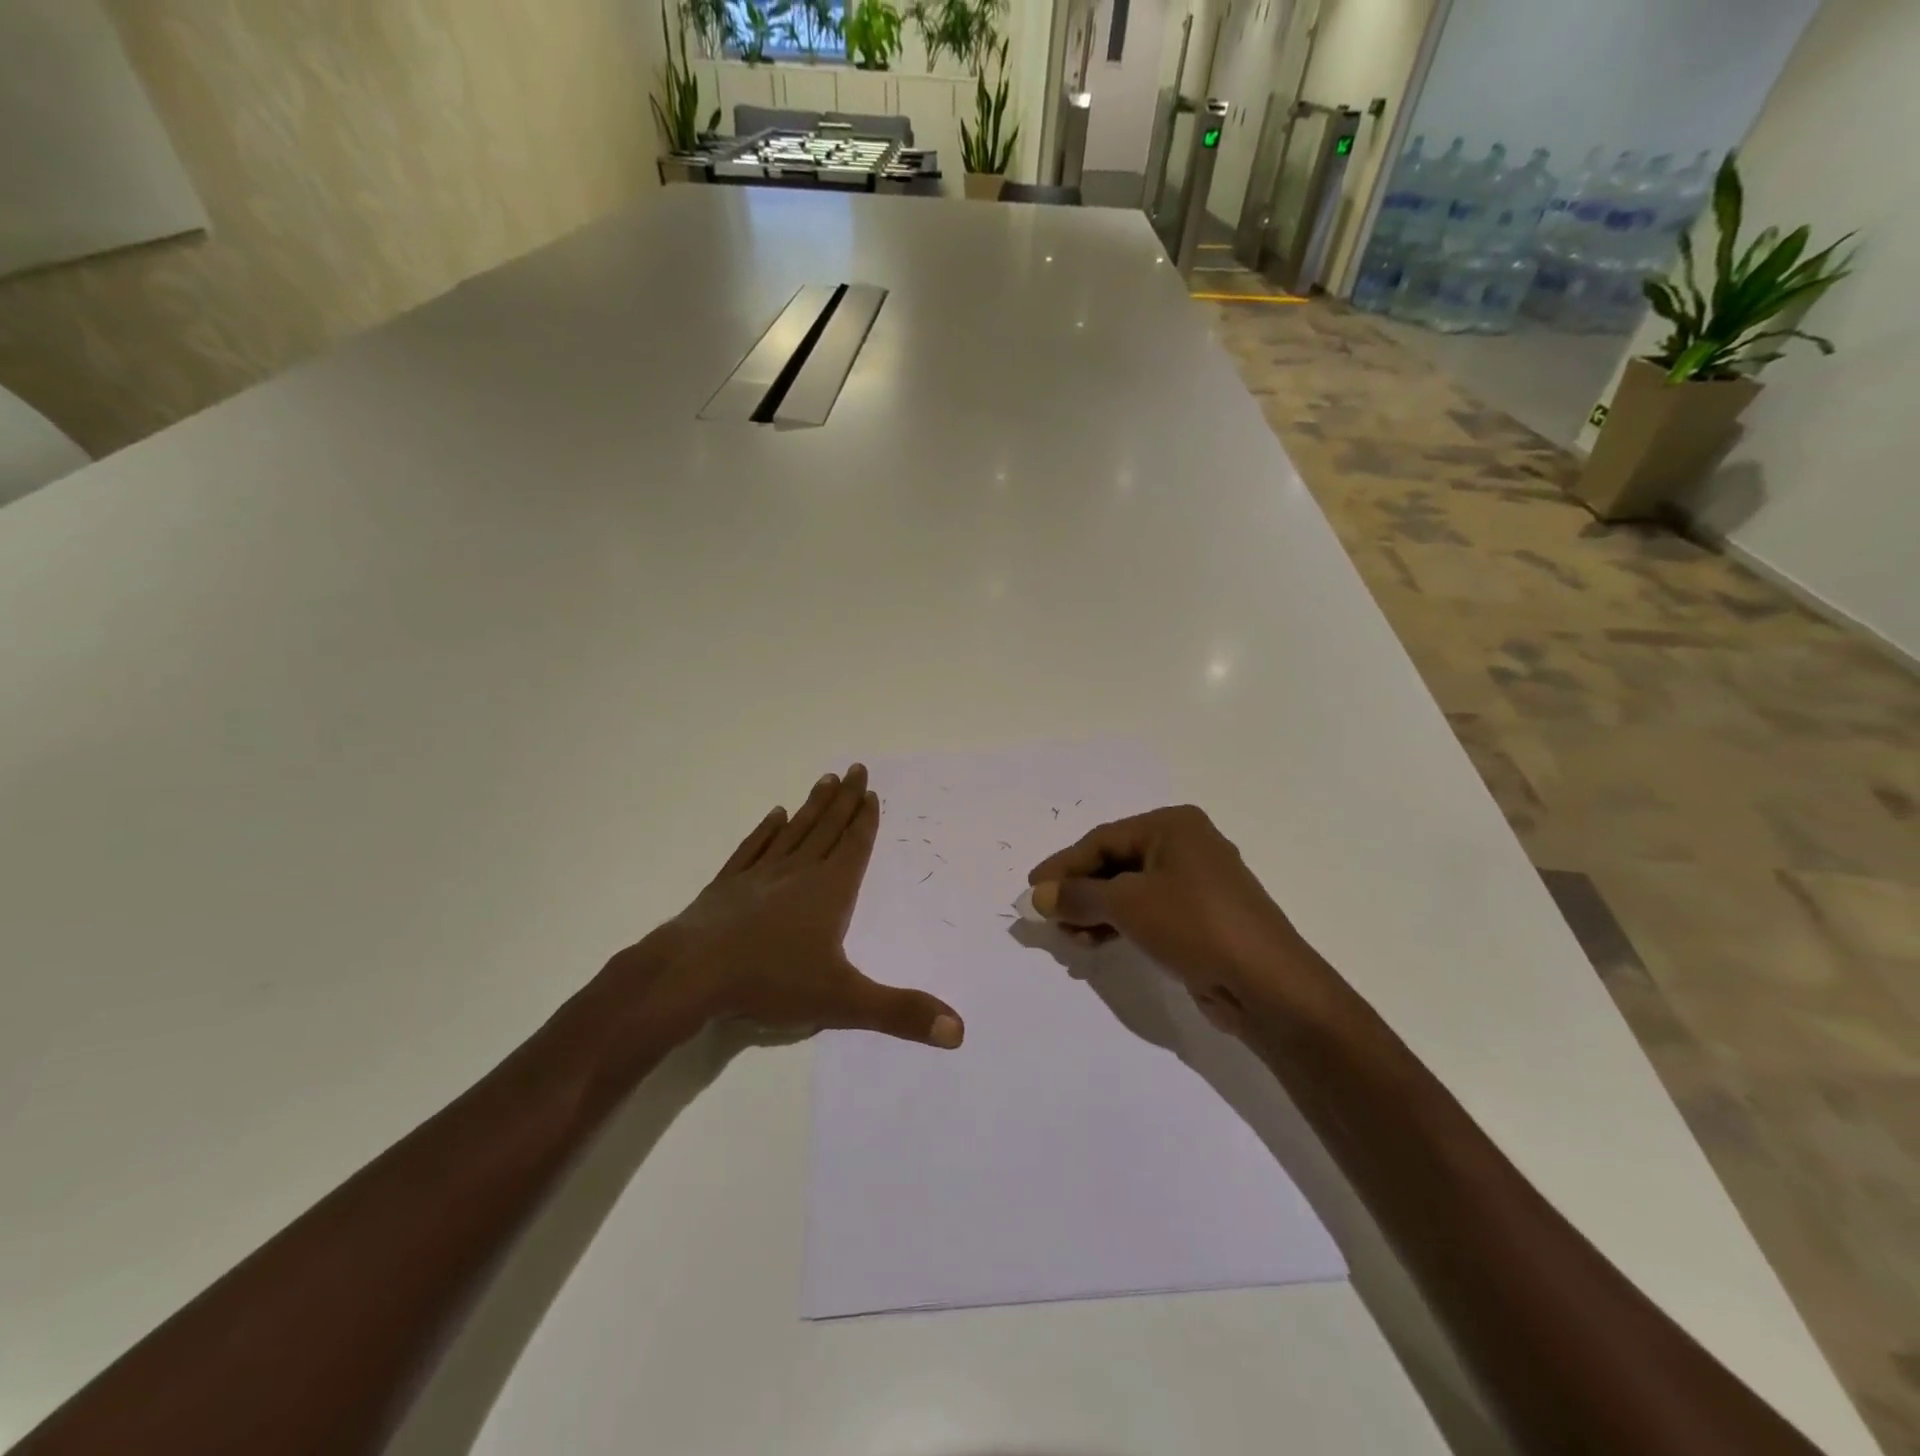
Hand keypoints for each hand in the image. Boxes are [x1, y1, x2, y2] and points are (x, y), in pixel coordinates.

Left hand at [610, 764, 963, 1049]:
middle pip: (827, 828)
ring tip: (824, 779)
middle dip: (844, 800)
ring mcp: (759, 875)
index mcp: (829, 891)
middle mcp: (797, 872)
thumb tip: (959, 1030)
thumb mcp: (843, 1001)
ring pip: (794, 831)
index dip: (865, 820)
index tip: (870, 791)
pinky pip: (753, 848)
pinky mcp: (727, 885)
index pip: (854, 846)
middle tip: (855, 768)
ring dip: (812, 806)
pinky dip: (766, 831)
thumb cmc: (771, 980)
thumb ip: (900, 1012)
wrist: (692, 974)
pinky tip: (774, 816)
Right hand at [1027, 805, 1325, 1034]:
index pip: (1102, 839)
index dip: (1063, 865)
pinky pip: (1147, 912)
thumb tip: (1040, 896)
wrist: (1266, 985)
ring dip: (1095, 912)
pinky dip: (1118, 925)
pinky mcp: (1200, 918)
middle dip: (1079, 891)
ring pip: (1129, 890)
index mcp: (1173, 825)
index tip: (1032, 890)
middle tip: (1049, 918)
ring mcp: (1196, 883)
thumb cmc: (1194, 925)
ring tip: (1070, 938)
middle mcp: (1185, 846)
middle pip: (1115, 863)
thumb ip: (1079, 896)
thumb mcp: (1128, 904)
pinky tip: (1095, 943)